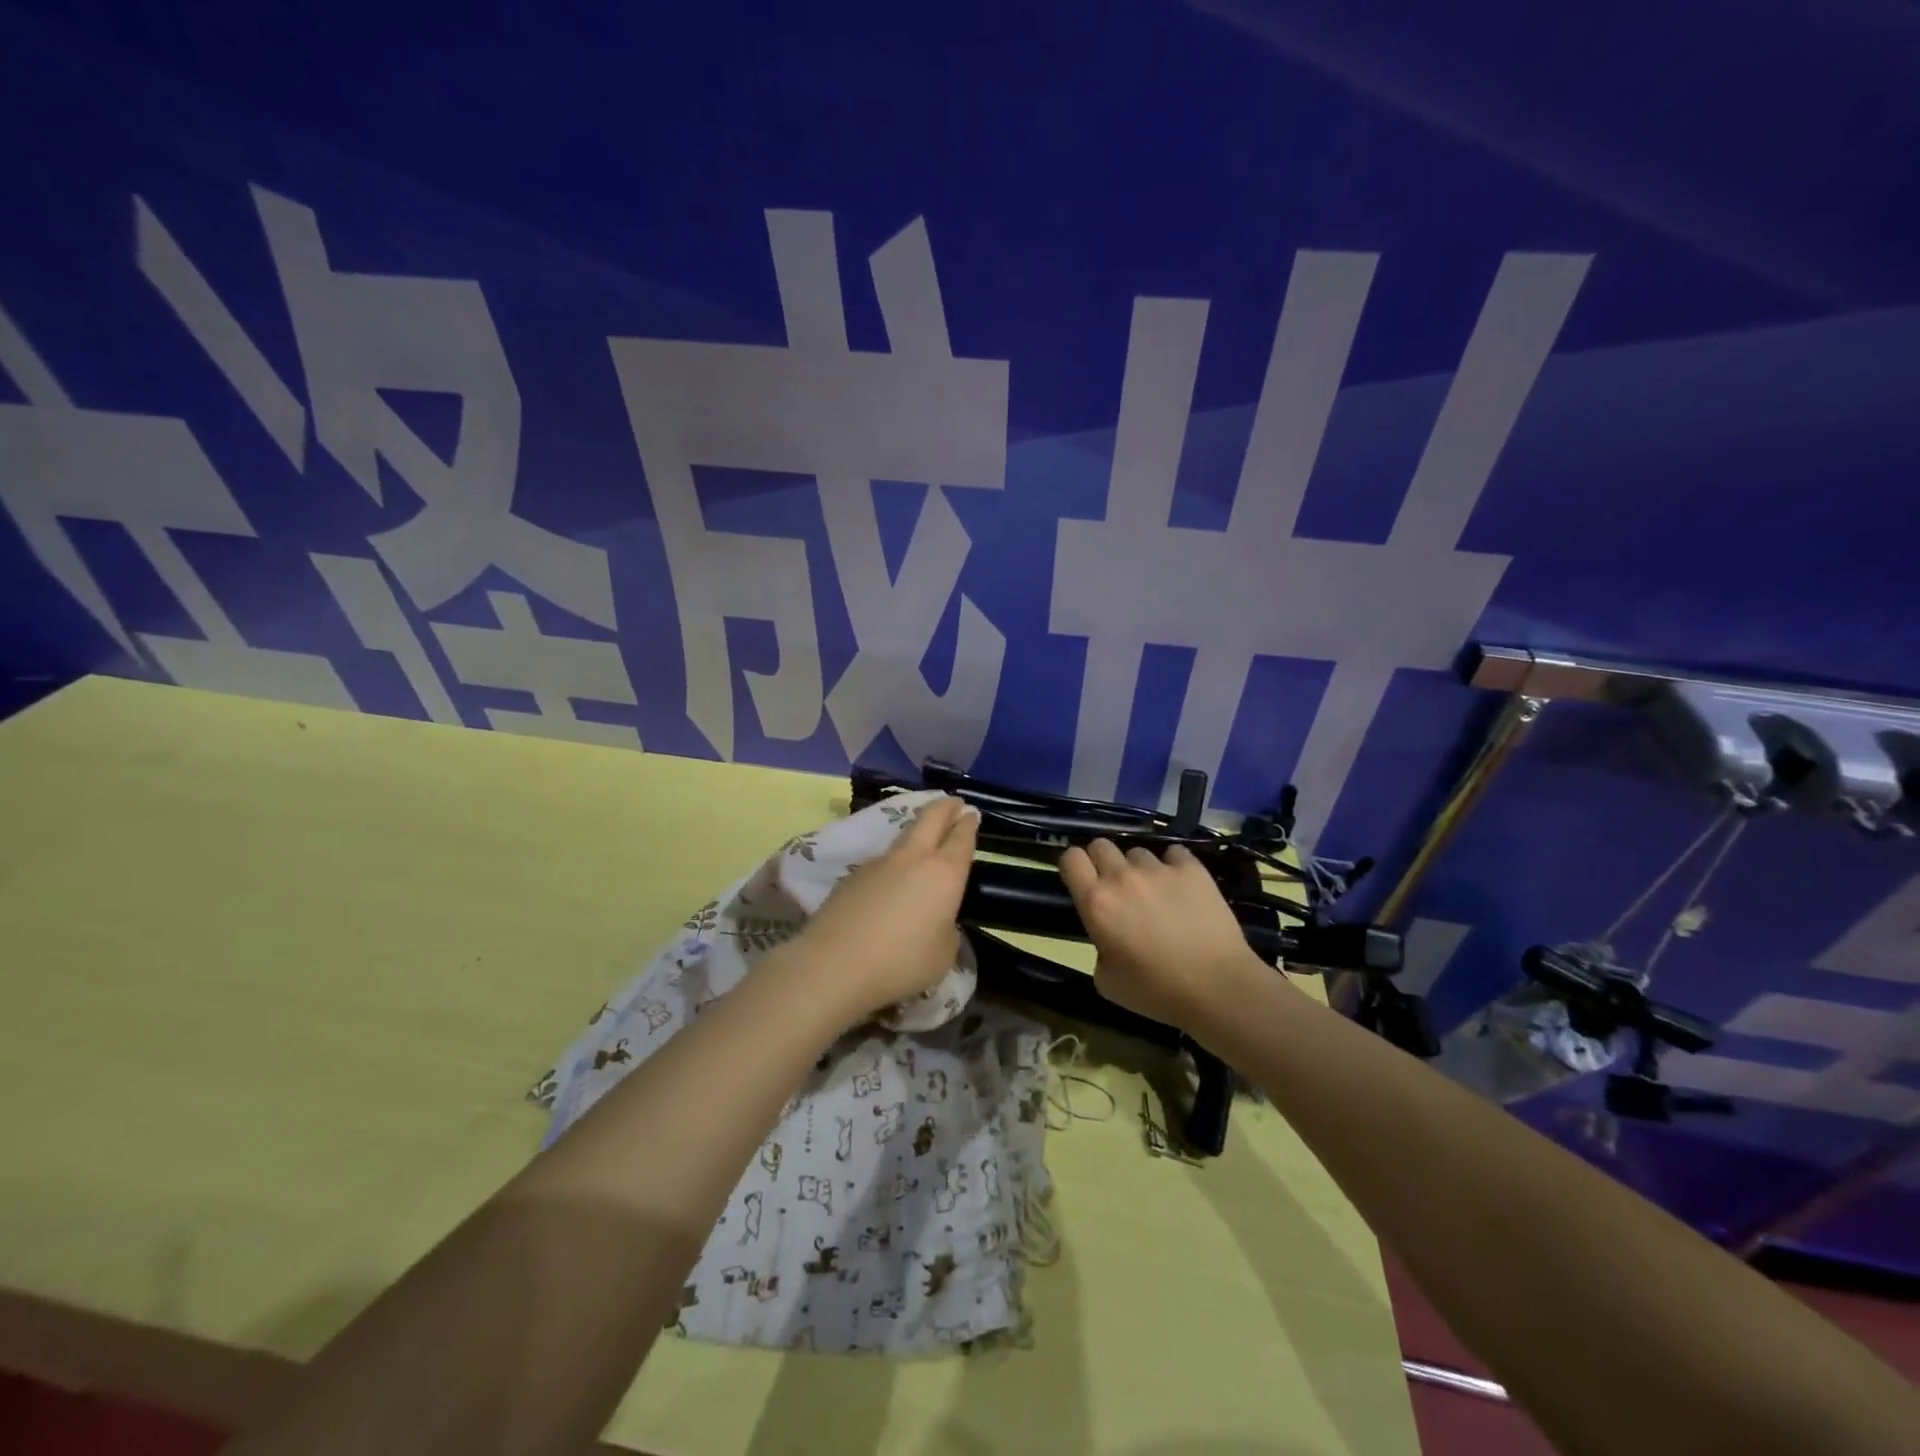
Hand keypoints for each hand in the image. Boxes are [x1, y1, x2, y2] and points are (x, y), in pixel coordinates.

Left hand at [779, 795, 978, 1023]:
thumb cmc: (901, 962)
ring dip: (917, 833)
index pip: (961, 838)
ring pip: (903, 837)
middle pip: (930, 818)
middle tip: (953, 803)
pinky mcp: (851, 876)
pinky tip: (890, 882)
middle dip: (945, 807)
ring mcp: (878, 863)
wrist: (834, 964)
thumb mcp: (943, 954)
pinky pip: (881, 862)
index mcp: (944, 873)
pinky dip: (893, 864)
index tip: (971, 814)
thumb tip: (935, 919)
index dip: (968, 824)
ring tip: (923, 839)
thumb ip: (945, 929)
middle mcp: (912, 858)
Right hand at [1059, 840, 1266, 1030]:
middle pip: (1101, 845)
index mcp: (1096, 902)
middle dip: (1103, 861)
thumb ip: (1099, 947)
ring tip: (1156, 892)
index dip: (1074, 866)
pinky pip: (1174, 853)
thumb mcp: (1107, 981)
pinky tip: (1182, 887)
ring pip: (1138, 851)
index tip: (1083, 881)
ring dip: (1140, 868)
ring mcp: (1159, 869)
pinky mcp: (1192, 868)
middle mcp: (1122, 877)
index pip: (1071, 858)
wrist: (1217, 987)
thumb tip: (1109, 936)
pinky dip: (1173, 866)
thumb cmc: (1157, 991)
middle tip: (1117, 887)